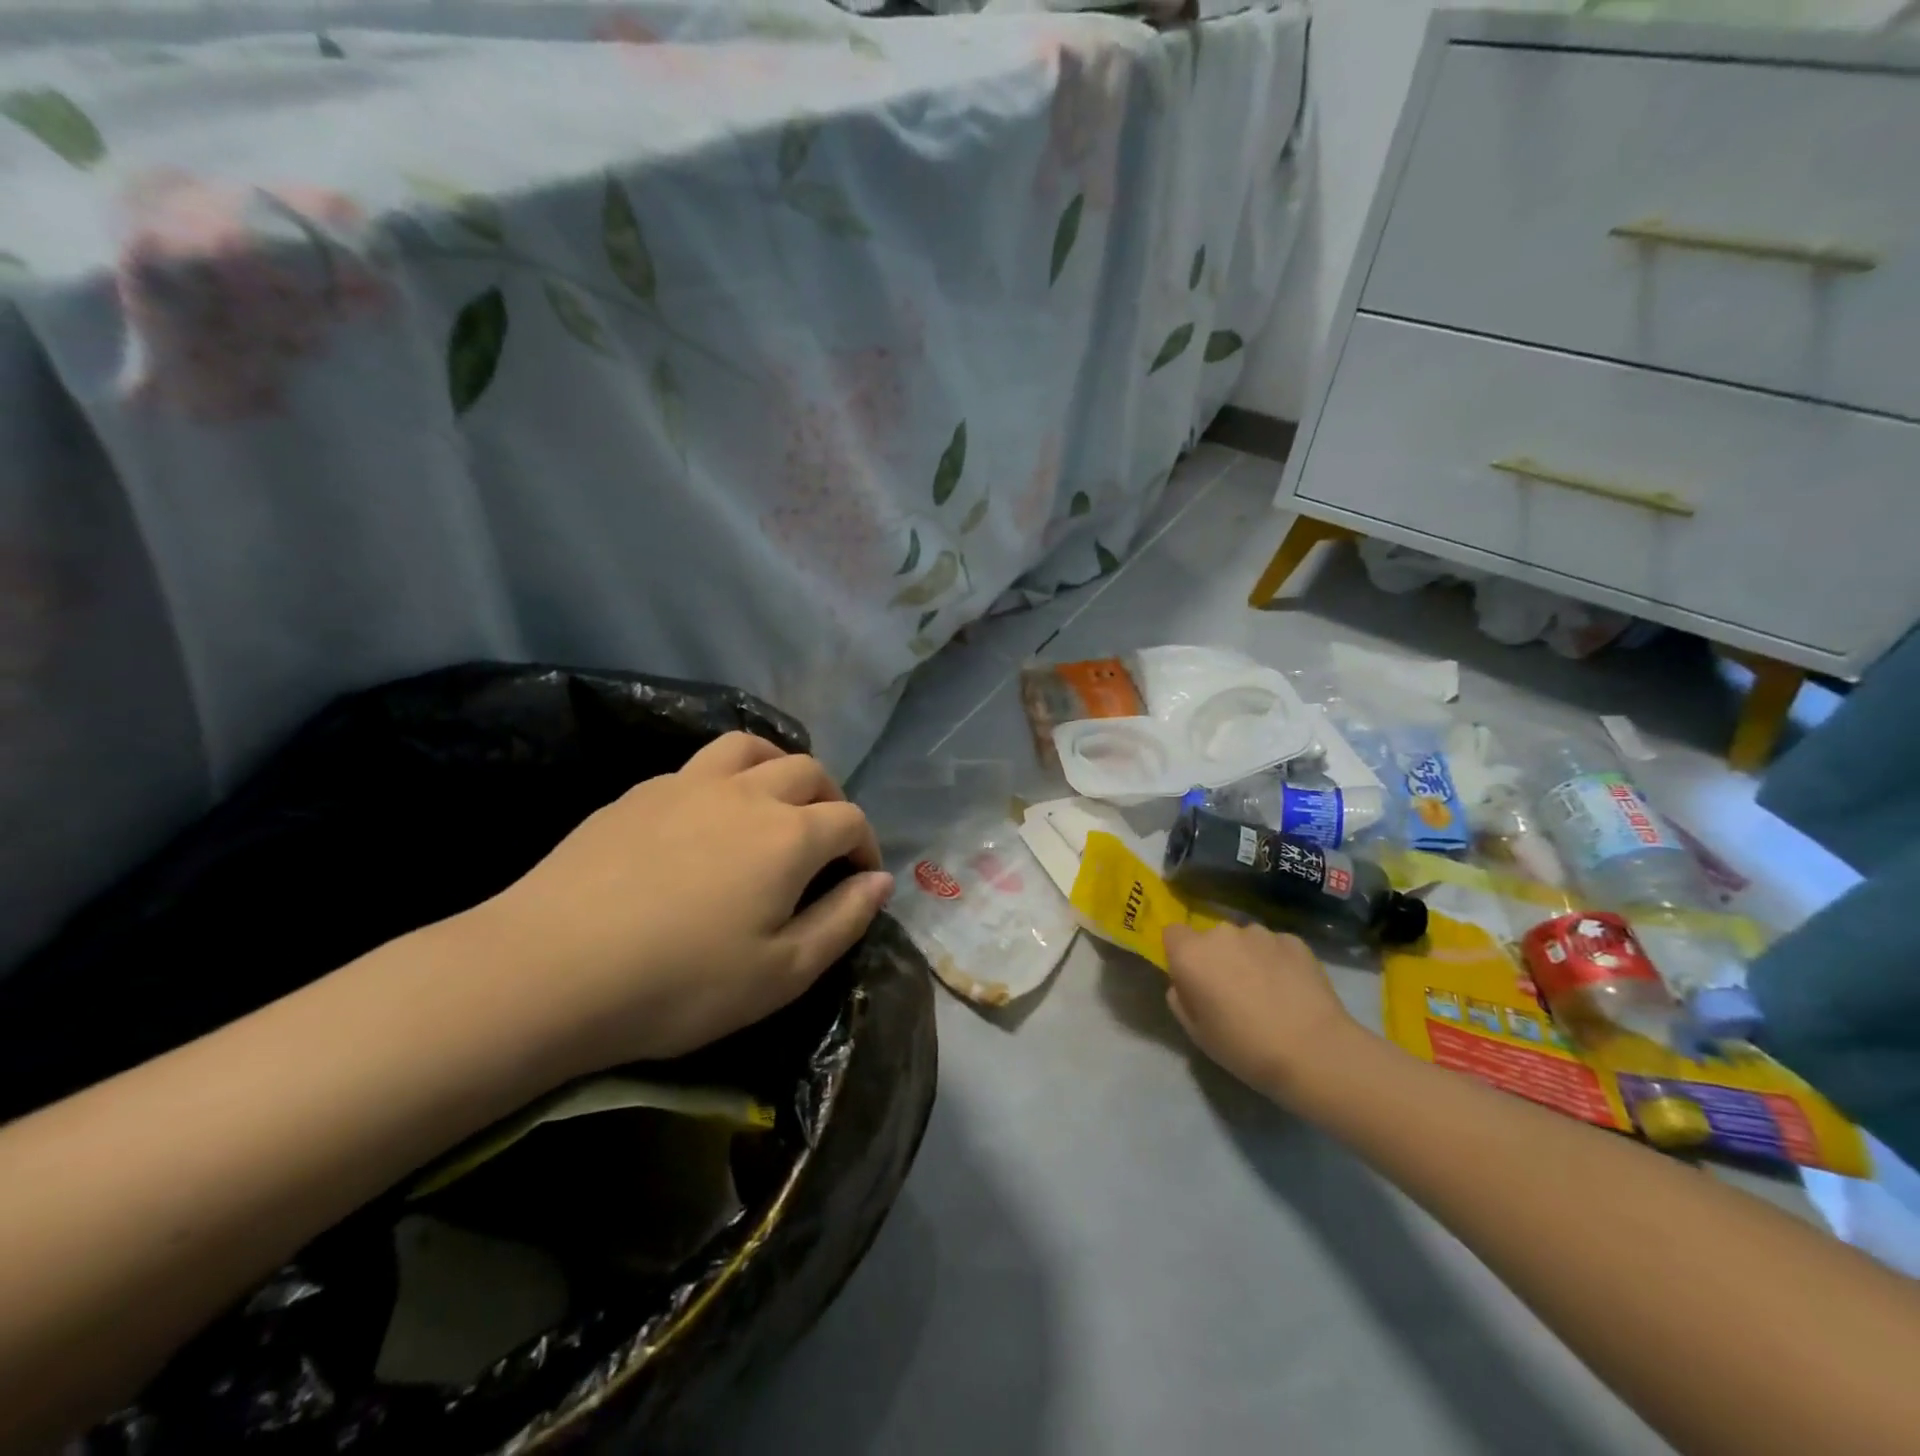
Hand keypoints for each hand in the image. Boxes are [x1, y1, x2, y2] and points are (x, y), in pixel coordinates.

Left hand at [472, 733, 893, 1076]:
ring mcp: (688, 784)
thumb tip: (881, 880)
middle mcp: (747, 794)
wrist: (549, 969)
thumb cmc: (680, 984)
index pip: (849, 820)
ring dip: (779, 766)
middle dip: (831, 800)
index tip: (860, 877)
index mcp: (789, 836)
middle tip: (825, 840)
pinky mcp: (640, 792)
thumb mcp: (781, 974)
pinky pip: (699, 765)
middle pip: (808, 771)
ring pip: (751, 748)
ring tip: (775, 801)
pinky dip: (725, 778)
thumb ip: (842, 921)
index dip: (865, 846)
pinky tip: (707, 816)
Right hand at [1162, 922, 1361, 1106]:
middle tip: (1233, 991)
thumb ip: (1180, 999)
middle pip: (1211, 938)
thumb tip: (1184, 984)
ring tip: (1268, 991)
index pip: (1173, 933)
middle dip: (1217, 957)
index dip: (1180, 953)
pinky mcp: (1294, 940)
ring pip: (1245, 940)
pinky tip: (1292, 990)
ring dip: (1249, 957)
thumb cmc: (1245, 1048)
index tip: (1193, 978)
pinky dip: (1278, 961)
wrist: (1314, 1052)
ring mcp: (1261, 933)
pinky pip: (1275, 946)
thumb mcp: (1196, 1033)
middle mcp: (1222, 933)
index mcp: (1191, 954)